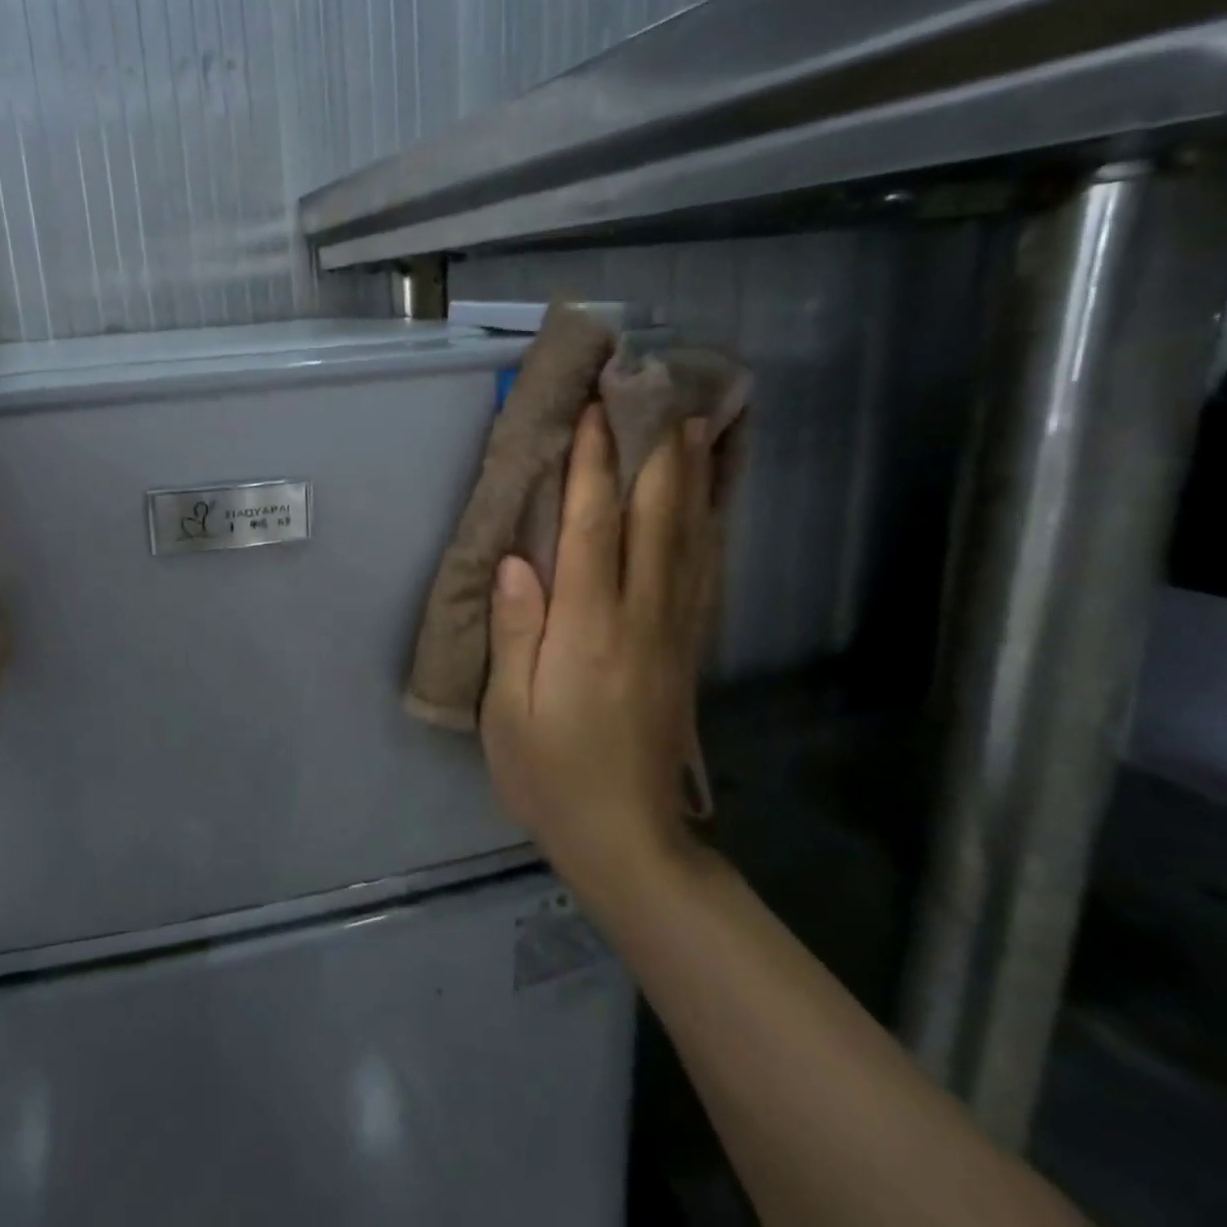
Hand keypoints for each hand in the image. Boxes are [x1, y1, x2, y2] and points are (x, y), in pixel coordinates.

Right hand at [481, 403, 718, 904]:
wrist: (628, 839)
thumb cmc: (551, 773)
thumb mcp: (511, 712)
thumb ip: (517, 632)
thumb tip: (516, 560)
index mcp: (590, 630)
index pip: (595, 528)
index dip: (596, 465)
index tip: (596, 409)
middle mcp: (642, 617)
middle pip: (657, 517)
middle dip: (656, 448)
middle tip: (658, 388)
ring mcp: (676, 629)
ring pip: (693, 536)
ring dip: (696, 473)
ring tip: (702, 418)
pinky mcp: (689, 644)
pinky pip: (707, 569)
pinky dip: (713, 521)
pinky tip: (715, 495)